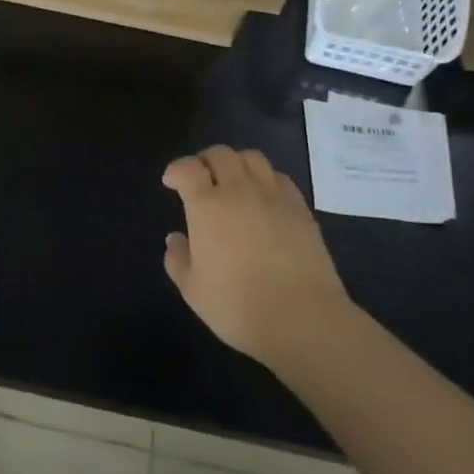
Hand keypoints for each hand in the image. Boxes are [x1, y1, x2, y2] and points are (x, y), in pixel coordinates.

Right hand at [162, 146, 353, 368]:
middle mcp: (239, 190)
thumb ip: (178, 259)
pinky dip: (265, 178)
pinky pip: (279, 177)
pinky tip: (263, 197)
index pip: (188, 168)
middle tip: (200, 178)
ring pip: (252, 157)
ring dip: (236, 162)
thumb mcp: (193, 290)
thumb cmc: (238, 306)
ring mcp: (273, 196)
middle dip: (205, 160)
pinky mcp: (300, 208)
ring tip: (233, 181)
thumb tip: (176, 238)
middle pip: (220, 154)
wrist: (302, 318)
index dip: (176, 169)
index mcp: (207, 205)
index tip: (172, 182)